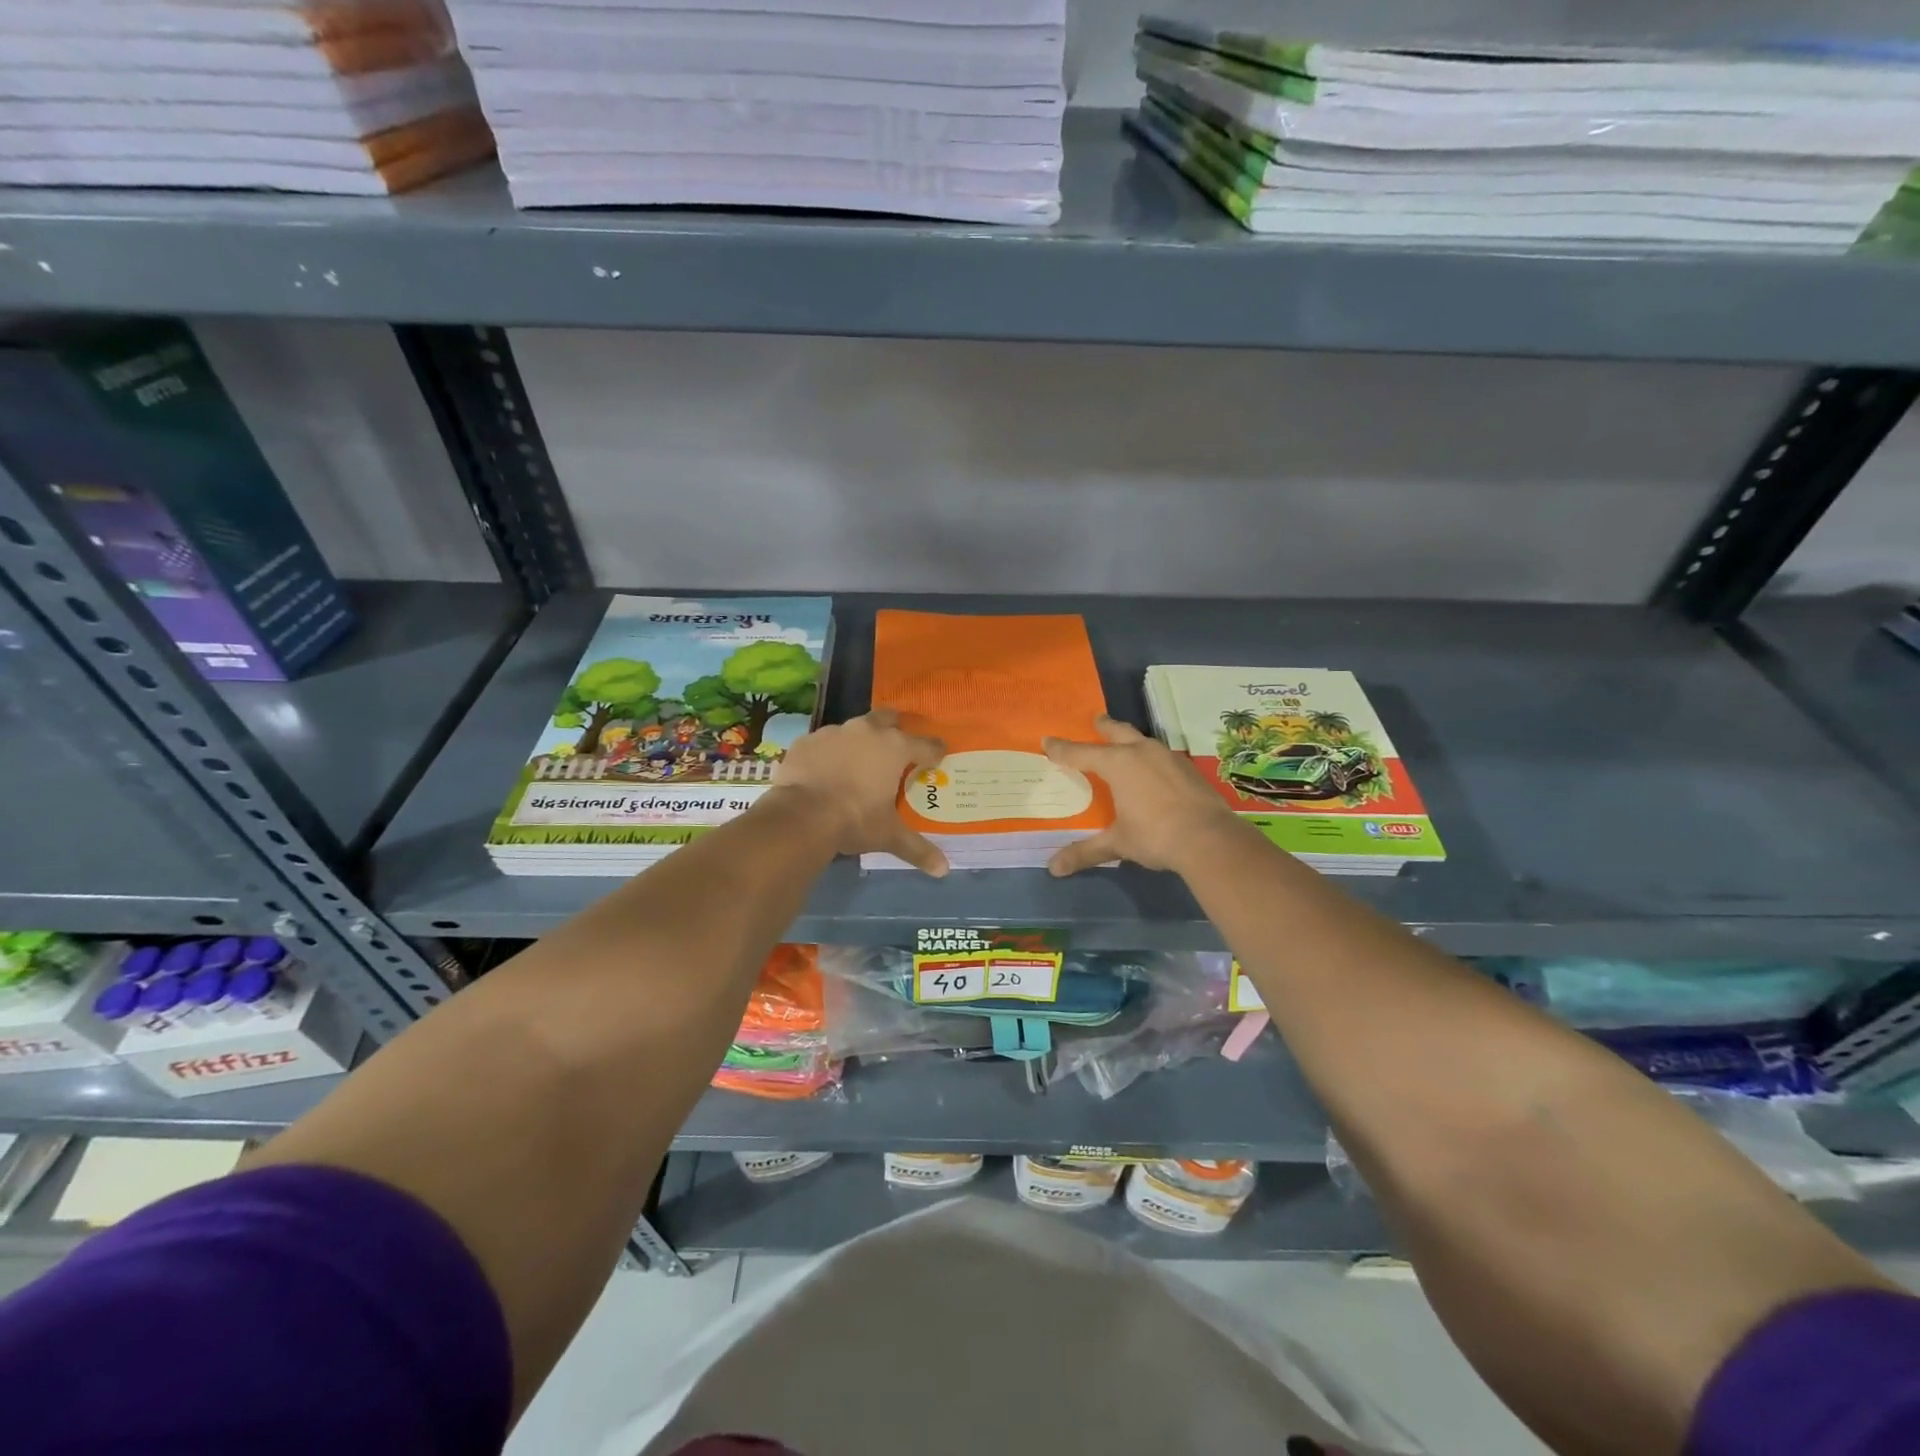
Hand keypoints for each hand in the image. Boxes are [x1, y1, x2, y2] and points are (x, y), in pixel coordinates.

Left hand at [769, 709, 948, 875]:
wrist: (800, 816)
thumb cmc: (855, 820)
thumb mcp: (888, 835)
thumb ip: (917, 848)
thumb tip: (943, 870)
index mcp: (895, 748)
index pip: (926, 744)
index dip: (935, 752)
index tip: (938, 758)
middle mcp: (867, 731)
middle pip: (889, 719)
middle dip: (895, 730)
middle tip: (896, 751)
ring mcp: (834, 732)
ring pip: (855, 728)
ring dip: (860, 741)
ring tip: (858, 763)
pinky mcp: (807, 740)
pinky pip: (824, 742)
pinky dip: (829, 752)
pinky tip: (825, 770)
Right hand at [1042, 715, 1238, 876]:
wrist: (1210, 839)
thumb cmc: (1155, 836)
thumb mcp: (1117, 844)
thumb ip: (1085, 852)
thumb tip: (1053, 869)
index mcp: (1118, 764)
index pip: (1081, 752)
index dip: (1062, 749)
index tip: (1047, 741)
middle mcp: (1141, 752)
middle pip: (1117, 732)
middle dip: (1103, 726)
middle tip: (1095, 720)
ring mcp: (1169, 757)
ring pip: (1143, 740)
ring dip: (1130, 740)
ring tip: (1124, 745)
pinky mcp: (1188, 769)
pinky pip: (1161, 756)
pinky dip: (1150, 758)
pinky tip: (1153, 771)